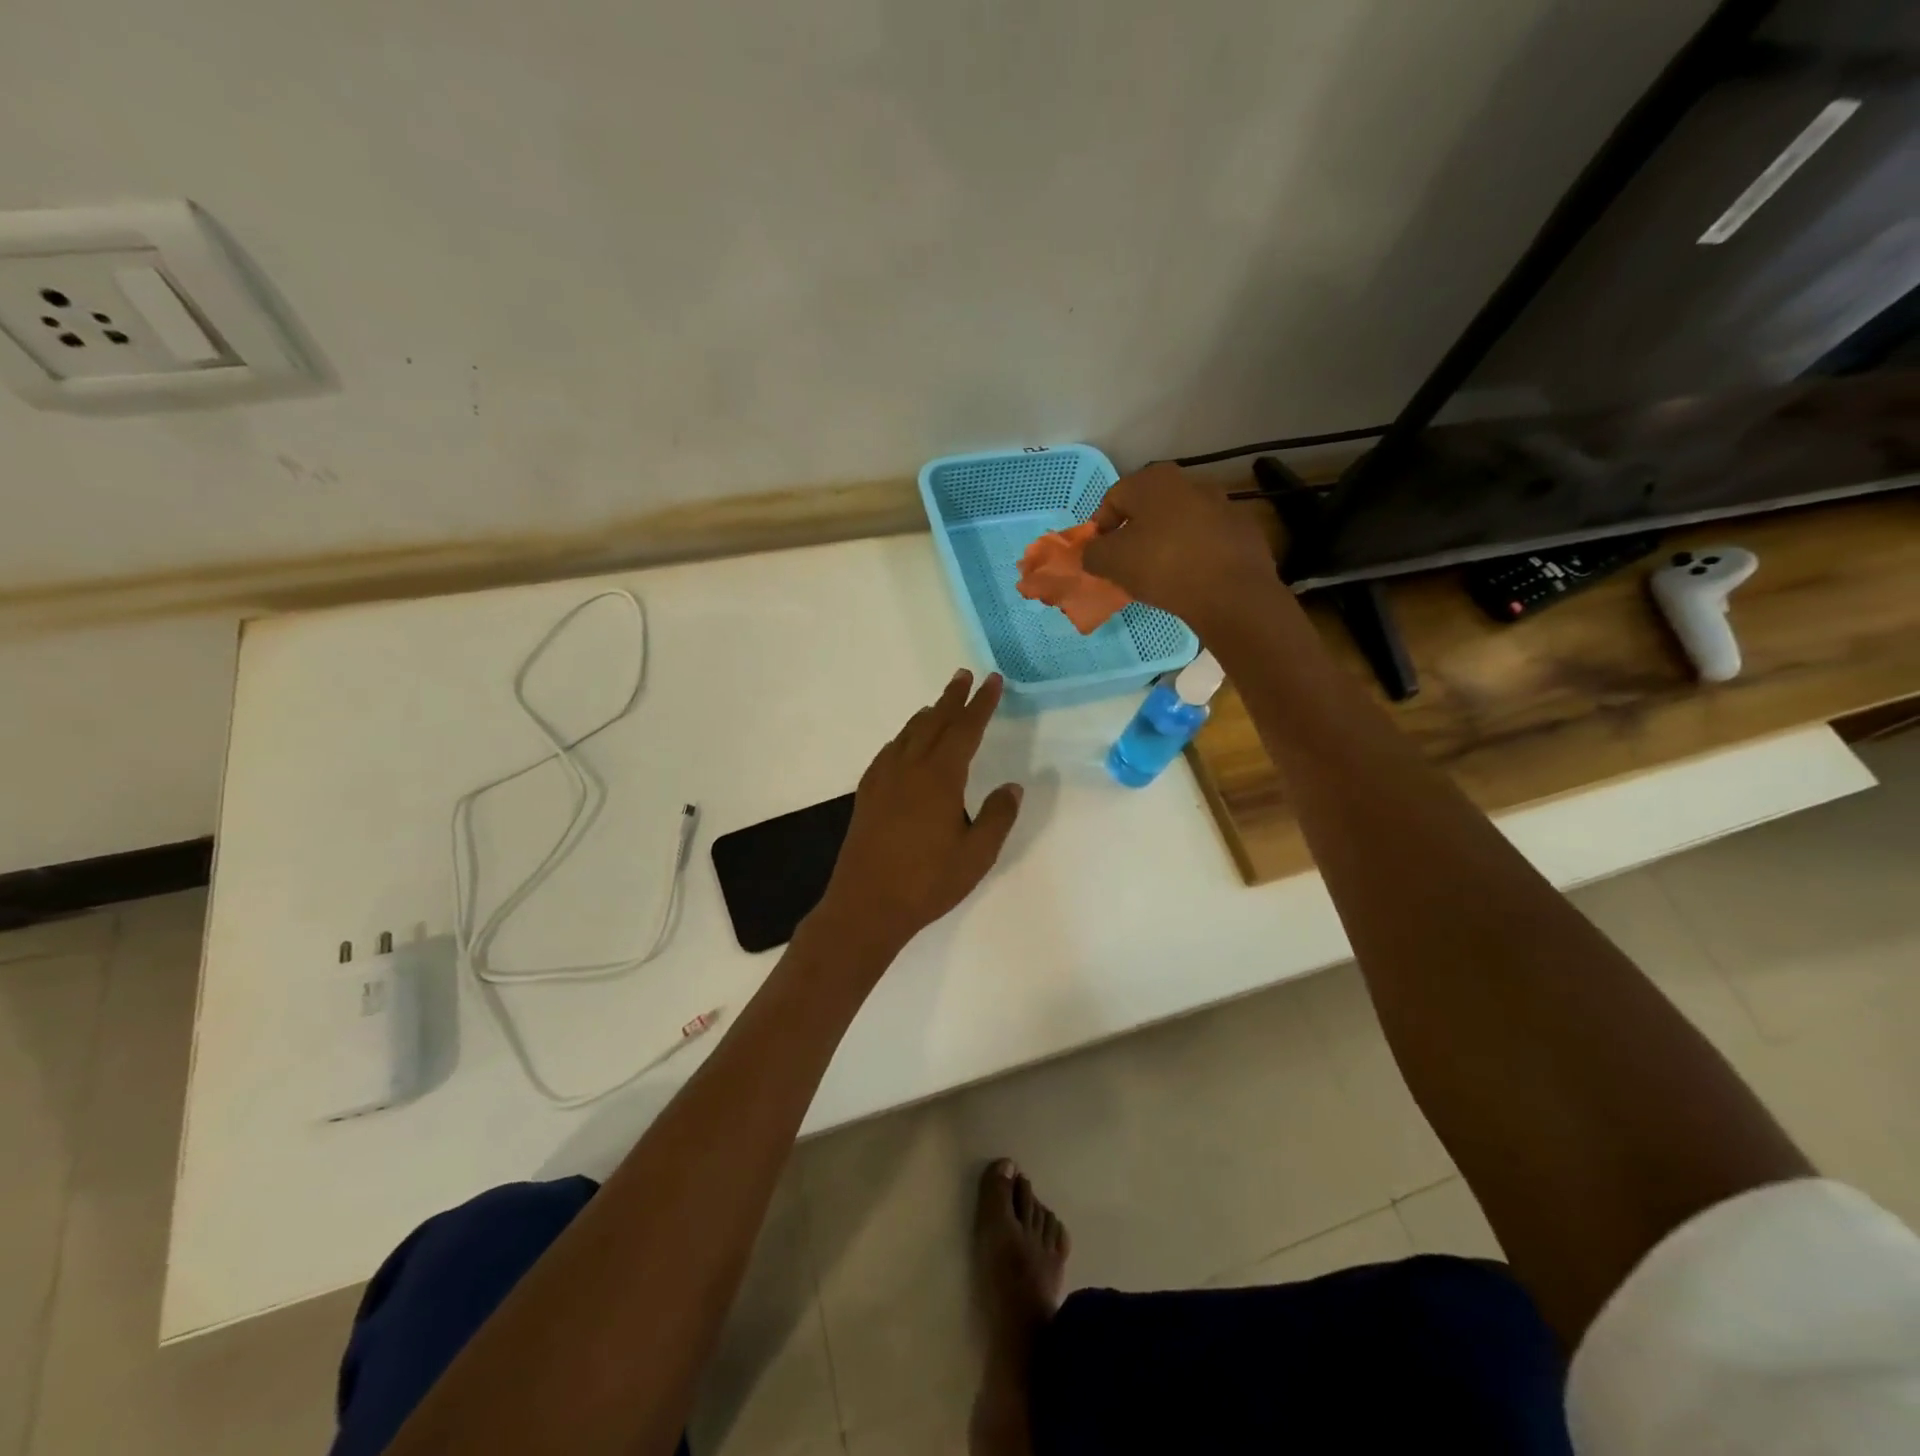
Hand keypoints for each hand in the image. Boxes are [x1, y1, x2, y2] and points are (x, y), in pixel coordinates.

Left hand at [809, 670, 1022, 960]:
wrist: (866, 906)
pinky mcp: (867, 794)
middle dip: (952, 697)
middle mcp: (909, 768)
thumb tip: (1012, 786)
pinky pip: (888, 752)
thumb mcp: (977, 855)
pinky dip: (903, 738)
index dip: (981, 703)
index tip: (992, 681)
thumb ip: (997, 817)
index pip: (965, 729)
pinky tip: (905, 744)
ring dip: (927, 715)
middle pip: (934, 722)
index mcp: (939, 778)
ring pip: (908, 734)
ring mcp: (883, 780)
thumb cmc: (927, 883)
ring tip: (939, 705)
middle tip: (964, 675)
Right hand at [1081, 462, 1284, 638]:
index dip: (1100, 529)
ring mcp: (1221, 504)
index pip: (1112, 499)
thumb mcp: (1111, 562)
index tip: (1099, 557)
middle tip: (1126, 567)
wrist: (1230, 591)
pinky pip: (1205, 541)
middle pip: (1148, 510)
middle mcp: (1189, 482)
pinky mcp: (1242, 530)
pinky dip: (1193, 555)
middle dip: (1133, 535)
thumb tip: (1093, 553)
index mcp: (1153, 481)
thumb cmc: (1162, 566)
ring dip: (1164, 544)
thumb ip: (1092, 553)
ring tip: (1159, 576)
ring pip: (1178, 524)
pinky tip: (1190, 580)